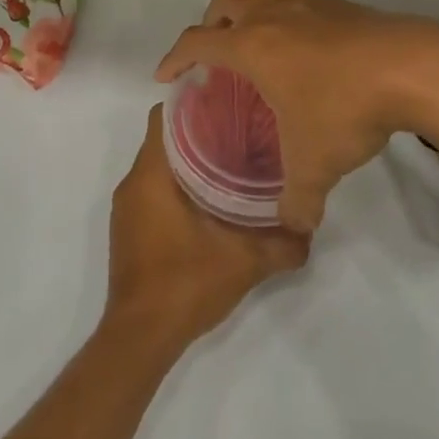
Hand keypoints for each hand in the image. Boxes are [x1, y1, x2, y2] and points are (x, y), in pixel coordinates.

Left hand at [105, 107, 308, 350]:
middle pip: (164, 137)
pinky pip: (153, 188)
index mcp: (151, 175)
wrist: (140, 338)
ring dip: (189, 159)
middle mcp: (133, 183)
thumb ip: (282, 243)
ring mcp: (127, 208)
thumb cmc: (185, 284)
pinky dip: (178, 183)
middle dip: (199, 130)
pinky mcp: (130, 228)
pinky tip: (211, 198)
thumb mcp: (244, 262)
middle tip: (241, 129)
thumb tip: (310, 226)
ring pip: (159, 164)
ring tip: (231, 159)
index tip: (227, 101)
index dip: (194, 102)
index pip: (164, 116)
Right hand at [154, 0, 438, 233]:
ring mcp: (310, 6)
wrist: (412, 68)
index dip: (174, 57)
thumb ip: (297, 201)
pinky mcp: (342, 7)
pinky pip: (302, 3)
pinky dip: (293, 19)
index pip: (197, 41)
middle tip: (217, 52)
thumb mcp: (315, 165)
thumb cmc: (345, 109)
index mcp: (253, 45)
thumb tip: (294, 227)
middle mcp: (275, 16)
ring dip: (253, 10)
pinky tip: (311, 52)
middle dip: (213, 20)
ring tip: (261, 44)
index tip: (165, 76)